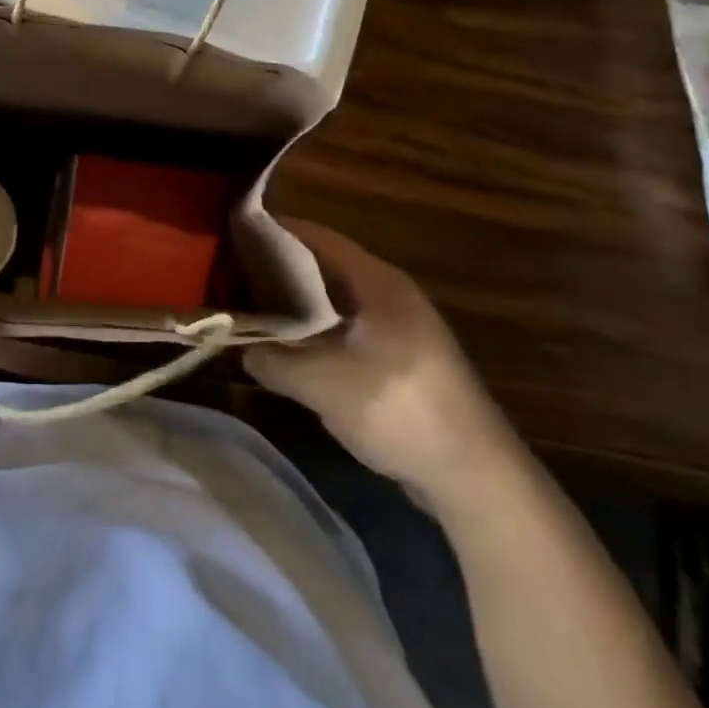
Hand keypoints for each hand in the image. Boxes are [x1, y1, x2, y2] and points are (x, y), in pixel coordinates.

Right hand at [244, 220, 517, 504]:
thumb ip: (274, 360)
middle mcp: (391, 295)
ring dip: (298, 304)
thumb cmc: (399, 410)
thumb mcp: (323, 384)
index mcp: (378, 283)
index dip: (277, 232)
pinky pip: (348, 329)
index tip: (235, 233)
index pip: (319, 238)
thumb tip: (242, 348)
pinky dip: (317, 330)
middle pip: (326, 268)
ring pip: (336, 301)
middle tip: (234, 273)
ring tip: (253, 307)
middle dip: (281, 269)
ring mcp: (400, 328)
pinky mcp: (402, 359)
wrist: (474, 475)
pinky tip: (291, 347)